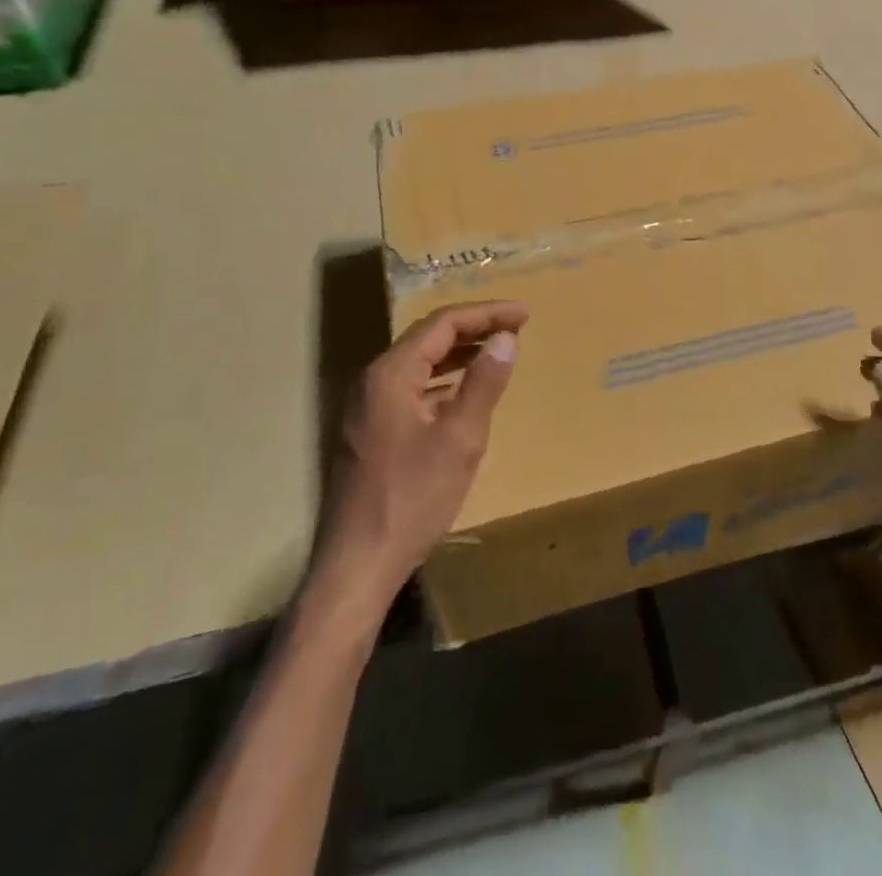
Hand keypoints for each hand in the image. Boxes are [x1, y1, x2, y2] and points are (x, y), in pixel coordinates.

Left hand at [318, 301, 528, 603]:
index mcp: (390, 374)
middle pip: (427, 337)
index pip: (442, 323)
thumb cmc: (412, 499)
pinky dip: (442, 379)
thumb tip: (506, 338)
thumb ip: (483, 383)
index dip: (486, 313)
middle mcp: (372, 381)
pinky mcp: (370, 431)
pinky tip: (463, 391)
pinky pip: (411, 387)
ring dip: (458, 352)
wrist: (357, 566)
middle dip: (473, 327)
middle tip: (515, 326)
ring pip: (418, 362)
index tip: (524, 314)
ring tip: (496, 349)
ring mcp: (367, 407)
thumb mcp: (459, 439)